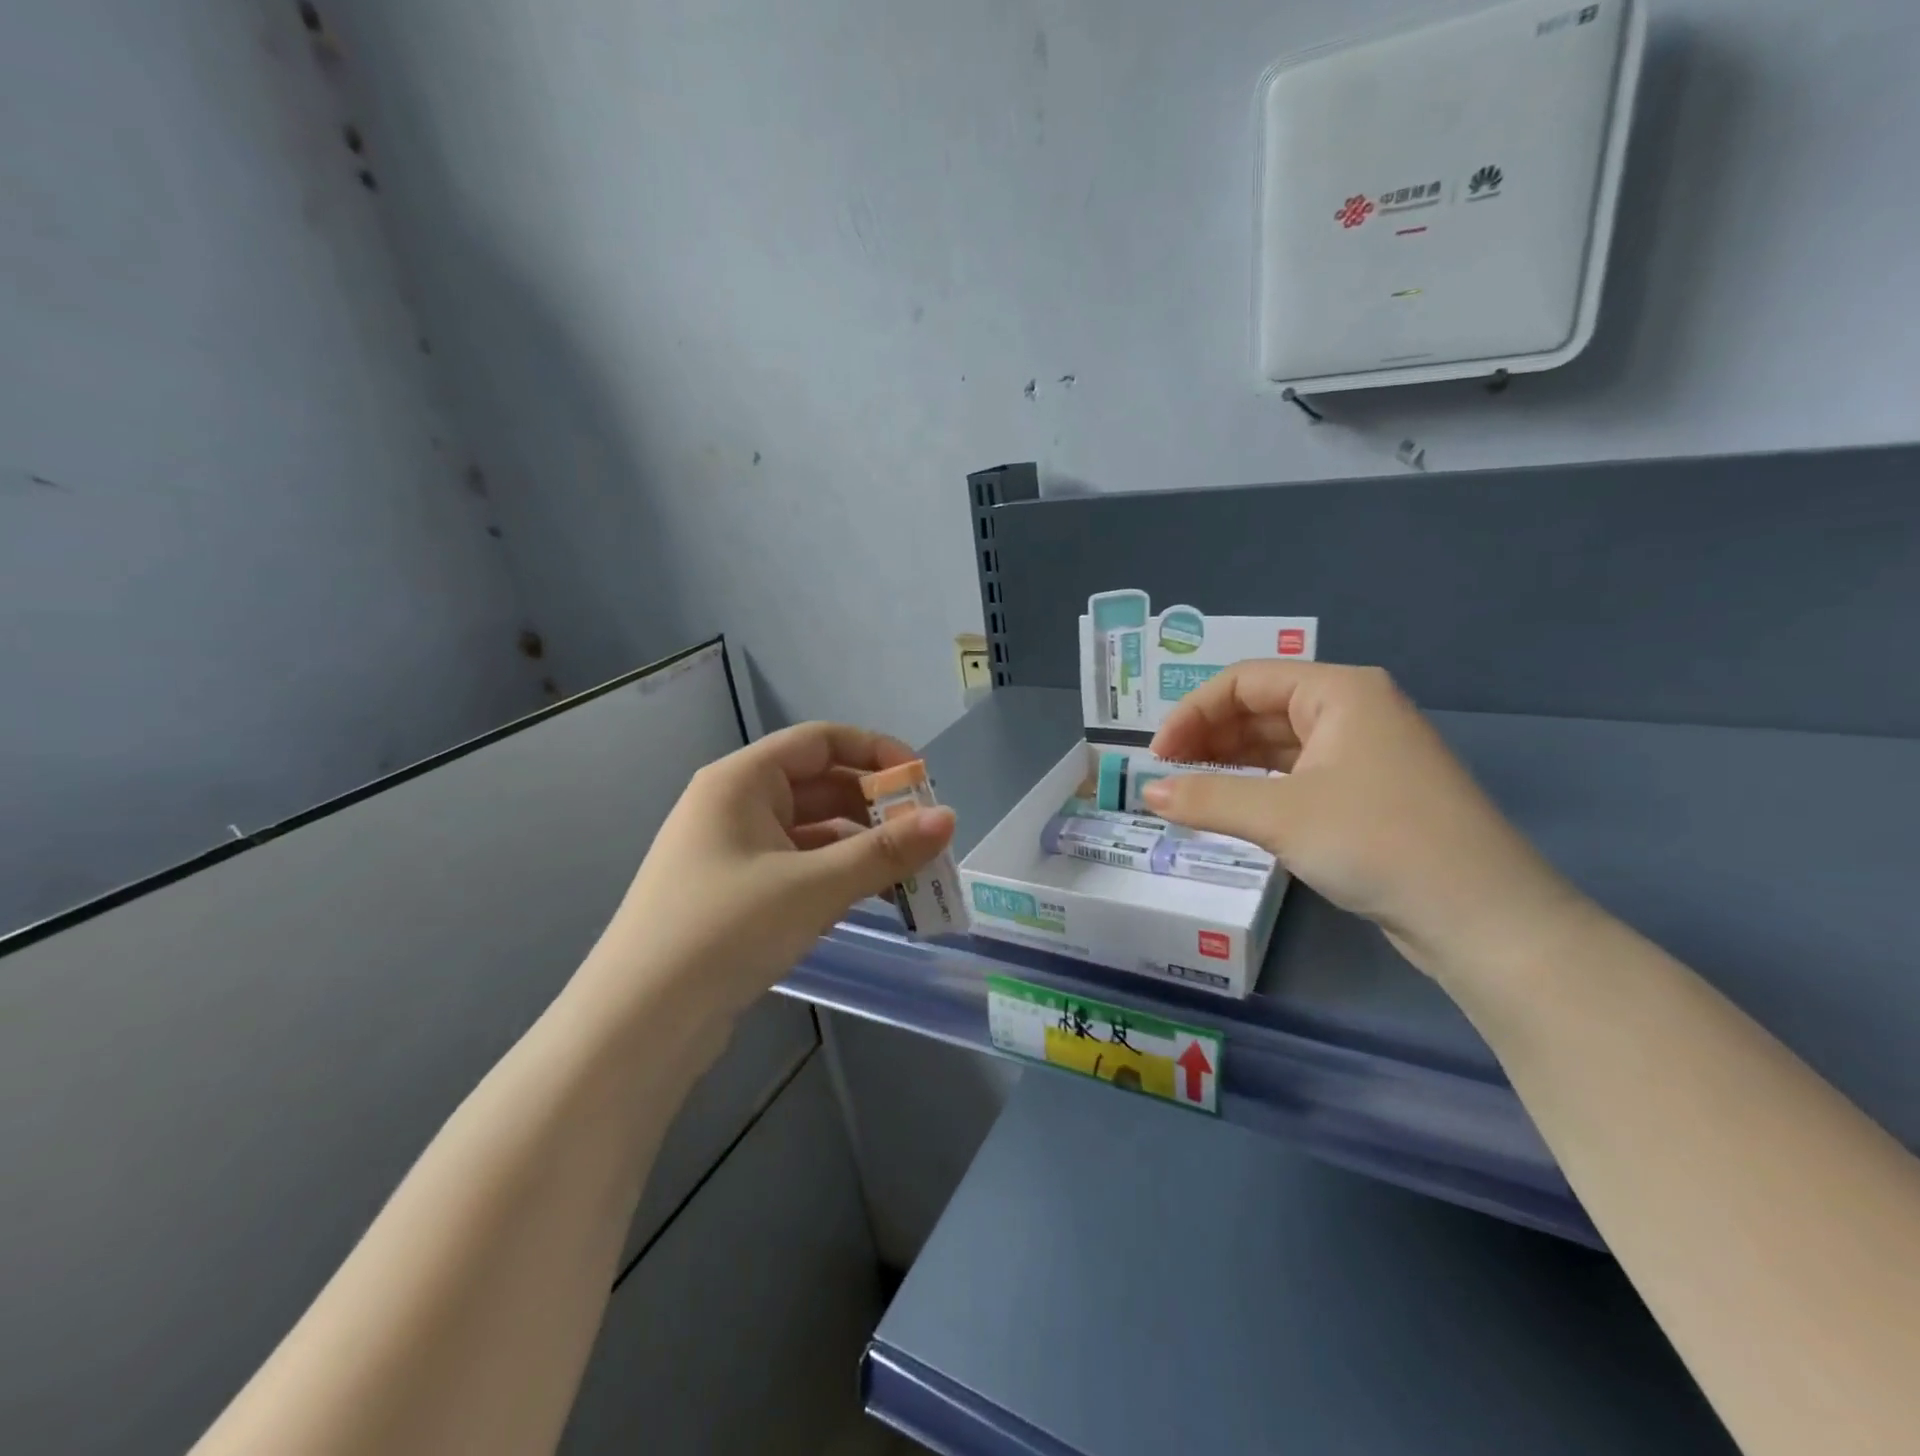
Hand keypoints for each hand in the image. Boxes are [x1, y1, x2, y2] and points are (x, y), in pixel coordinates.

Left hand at [587, 723, 955, 1020]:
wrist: (638, 1023)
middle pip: (820, 785)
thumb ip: (885, 852)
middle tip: (927, 838)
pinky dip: (837, 876)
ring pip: (813, 832)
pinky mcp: (736, 893)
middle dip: (877, 809)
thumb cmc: (725, 930)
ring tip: (913, 876)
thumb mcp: (814, 887)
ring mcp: (732, 851)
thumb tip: (950, 819)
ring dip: (862, 848)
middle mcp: (735, 804)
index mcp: (742, 780)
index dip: (877, 753)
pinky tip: (873, 900)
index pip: (822, 741)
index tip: (924, 784)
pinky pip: (799, 867)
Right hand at [1143, 662, 1581, 979]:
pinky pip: (1296, 776)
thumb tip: (1147, 792)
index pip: (1245, 681)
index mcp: (1339, 692)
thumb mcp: (1280, 816)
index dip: (1192, 712)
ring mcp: (1362, 754)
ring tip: (1187, 792)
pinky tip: (1230, 808)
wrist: (1482, 917)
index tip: (1157, 755)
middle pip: (1260, 709)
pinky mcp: (1366, 795)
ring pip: (1277, 745)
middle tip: (1165, 775)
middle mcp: (1352, 711)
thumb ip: (1205, 798)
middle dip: (1208, 737)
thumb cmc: (1378, 841)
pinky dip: (1258, 787)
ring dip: (1229, 764)